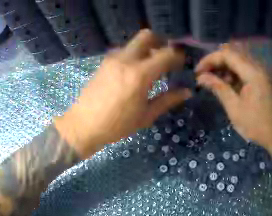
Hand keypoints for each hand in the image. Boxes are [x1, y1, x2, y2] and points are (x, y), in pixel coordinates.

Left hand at [55, 29, 190, 157]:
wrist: (84, 124)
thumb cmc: (117, 124)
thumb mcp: (146, 115)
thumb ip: (168, 100)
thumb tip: (187, 91)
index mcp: (140, 74)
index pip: (166, 54)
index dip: (178, 55)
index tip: (182, 62)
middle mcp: (126, 59)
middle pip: (147, 36)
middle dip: (160, 42)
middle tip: (167, 56)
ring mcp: (113, 58)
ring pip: (134, 43)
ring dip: (146, 48)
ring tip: (151, 65)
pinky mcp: (104, 62)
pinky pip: (124, 50)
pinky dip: (134, 54)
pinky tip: (135, 70)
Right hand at [195, 45, 271, 151]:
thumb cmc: (256, 125)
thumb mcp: (234, 108)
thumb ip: (218, 88)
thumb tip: (201, 77)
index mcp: (253, 73)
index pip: (227, 54)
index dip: (210, 59)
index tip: (198, 71)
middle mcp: (258, 67)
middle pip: (233, 53)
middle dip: (216, 61)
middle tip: (205, 75)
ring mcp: (262, 72)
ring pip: (239, 60)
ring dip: (225, 67)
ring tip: (215, 81)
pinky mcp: (263, 78)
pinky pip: (246, 68)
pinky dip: (234, 72)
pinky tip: (229, 84)